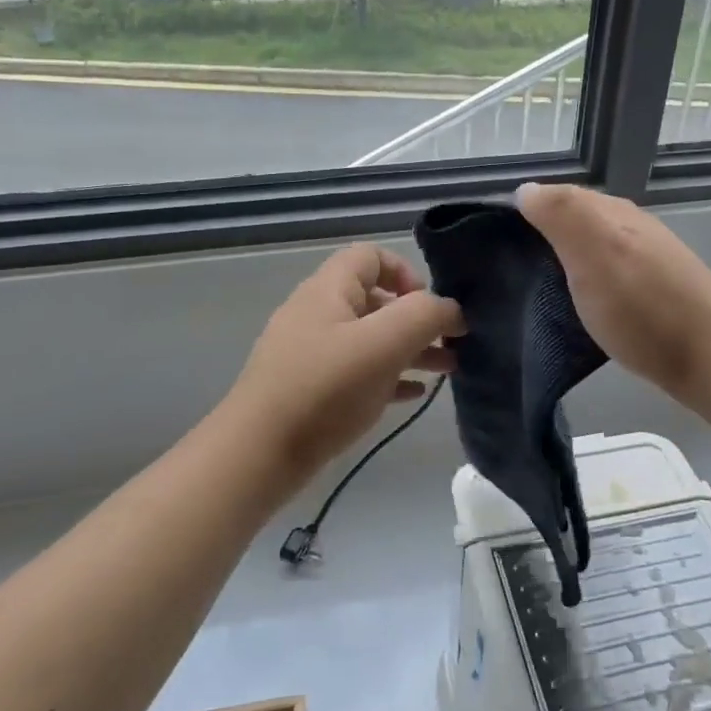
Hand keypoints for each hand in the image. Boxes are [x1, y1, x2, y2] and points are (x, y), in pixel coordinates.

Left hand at [226, 244, 463, 482]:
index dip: (406, 272)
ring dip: (411, 349)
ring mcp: (312, 353)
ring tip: (447, 370)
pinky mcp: (312, 389)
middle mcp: (319, 314)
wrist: (259, 454)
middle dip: (418, 318)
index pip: (371, 256)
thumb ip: (424, 316)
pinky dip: (389, 376)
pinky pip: (359, 371)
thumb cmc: (325, 389)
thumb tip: (450, 309)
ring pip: (371, 339)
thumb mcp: (383, 344)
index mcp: (329, 290)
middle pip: (376, 300)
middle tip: (452, 343)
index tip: (428, 306)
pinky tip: (414, 394)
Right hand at [516, 183, 710, 403]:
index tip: (493, 242)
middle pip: (574, 221)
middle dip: (541, 237)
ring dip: (563, 262)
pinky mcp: (653, 290)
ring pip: (591, 248)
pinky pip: (606, 274)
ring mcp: (645, 257)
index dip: (525, 213)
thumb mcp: (593, 250)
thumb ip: (560, 215)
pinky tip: (577, 305)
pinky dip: (585, 283)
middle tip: (507, 269)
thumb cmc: (641, 304)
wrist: (709, 355)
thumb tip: (525, 189)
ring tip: (534, 290)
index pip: (556, 196)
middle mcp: (629, 226)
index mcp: (610, 212)